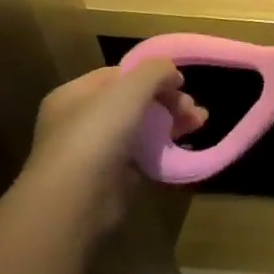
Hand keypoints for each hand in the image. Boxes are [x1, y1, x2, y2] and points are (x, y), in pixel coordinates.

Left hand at [18, 61, 206, 234]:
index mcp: (74, 95)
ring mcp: (97, 151)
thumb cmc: (96, 134)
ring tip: (198, 124)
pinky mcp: (112, 177)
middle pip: (134, 101)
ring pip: (142, 128)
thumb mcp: (129, 89)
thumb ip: (155, 71)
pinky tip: (184, 148)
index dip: (151, 75)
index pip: (118, 75)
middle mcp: (81, 120)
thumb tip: (173, 73)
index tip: (180, 83)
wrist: (76, 202)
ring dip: (172, 123)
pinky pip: (144, 155)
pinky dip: (164, 150)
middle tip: (192, 110)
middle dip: (168, 101)